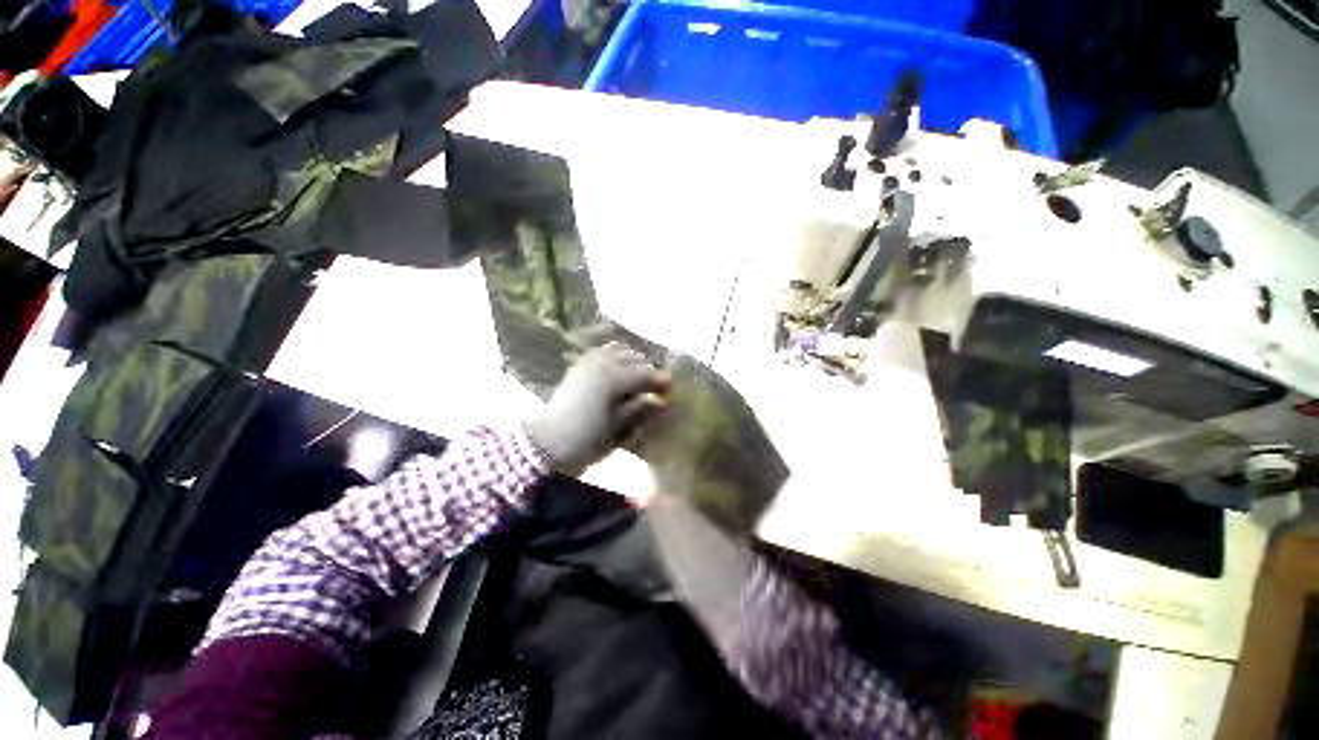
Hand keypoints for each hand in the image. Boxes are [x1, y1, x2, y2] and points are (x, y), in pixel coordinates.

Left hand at [525, 343, 670, 473]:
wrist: (547, 443)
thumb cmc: (585, 441)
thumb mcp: (618, 429)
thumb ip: (641, 410)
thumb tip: (660, 400)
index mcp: (613, 379)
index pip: (645, 374)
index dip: (660, 381)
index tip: (670, 388)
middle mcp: (602, 363)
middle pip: (635, 358)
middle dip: (648, 371)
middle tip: (654, 387)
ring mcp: (589, 361)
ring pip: (619, 350)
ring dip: (633, 361)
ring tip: (638, 378)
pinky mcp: (579, 365)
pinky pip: (603, 352)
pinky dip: (617, 357)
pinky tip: (619, 371)